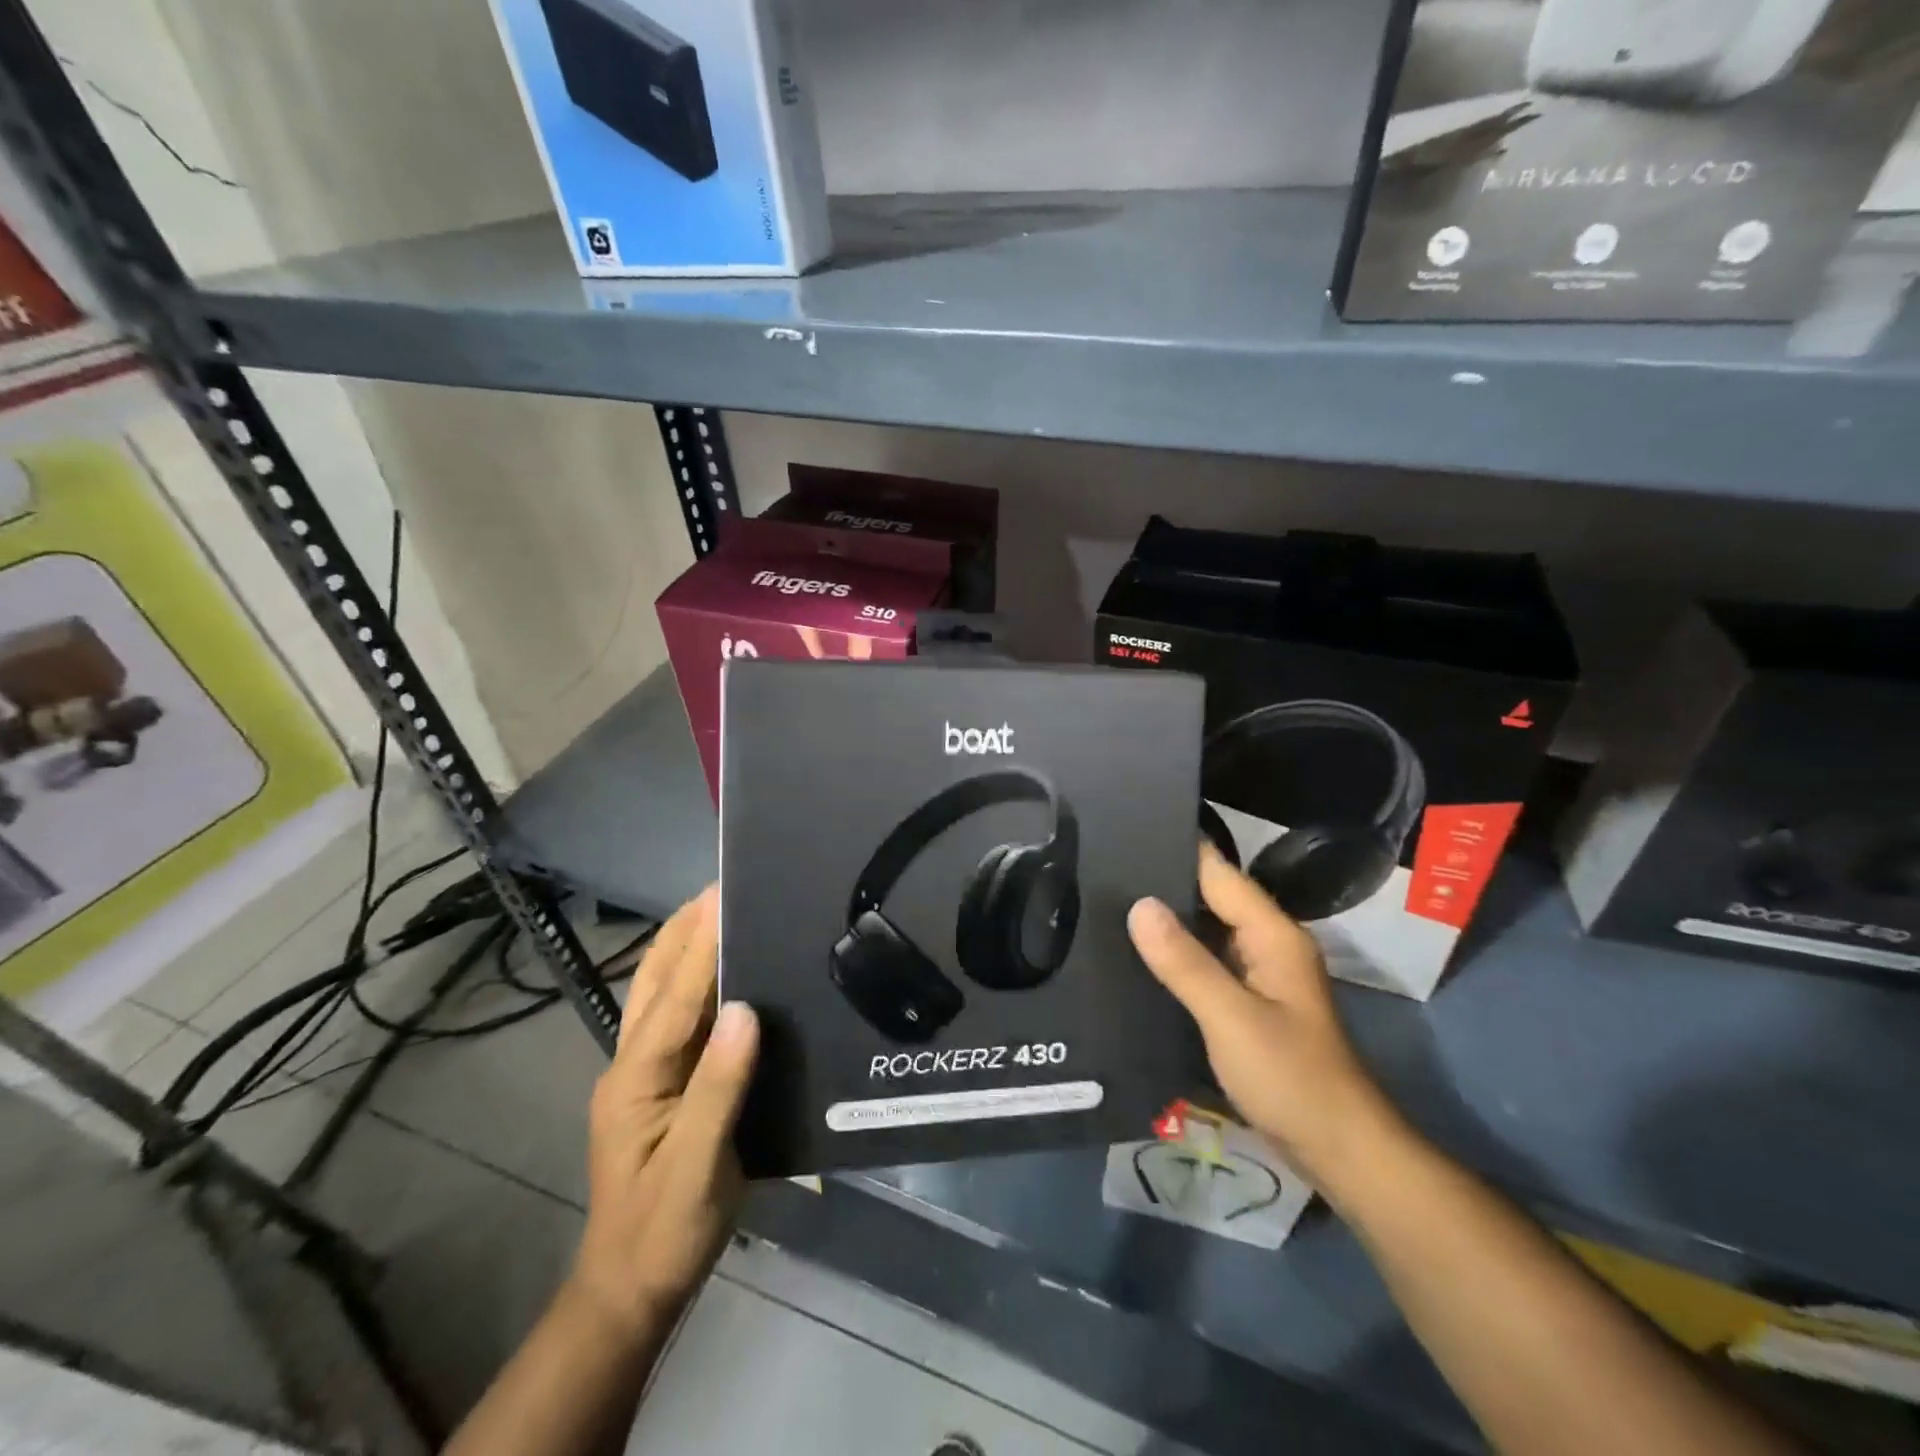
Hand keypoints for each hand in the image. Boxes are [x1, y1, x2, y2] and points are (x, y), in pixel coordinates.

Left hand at [568, 886, 758, 1339]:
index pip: (674, 997)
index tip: (724, 893)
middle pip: (655, 979)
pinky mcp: (662, 1081)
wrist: (633, 1286)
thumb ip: (720, 1086)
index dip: (702, 943)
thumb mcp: (698, 1165)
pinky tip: (722, 968)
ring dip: (685, 945)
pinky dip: (694, 978)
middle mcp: (632, 1062)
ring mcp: (643, 1071)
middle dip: (683, 928)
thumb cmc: (665, 1228)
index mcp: (637, 1078)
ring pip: (659, 991)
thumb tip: (746, 1009)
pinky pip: (677, 1014)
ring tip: (720, 908)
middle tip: (724, 885)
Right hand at [1127, 846, 1404, 1200]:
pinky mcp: (1249, 1001)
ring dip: (1166, 921)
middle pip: (1210, 897)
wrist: (1339, 1149)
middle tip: (1099, 871)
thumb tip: (1138, 904)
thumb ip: (1184, 961)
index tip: (1122, 832)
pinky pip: (1206, 961)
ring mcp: (1259, 973)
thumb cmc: (1291, 1077)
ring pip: (1205, 930)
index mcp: (1271, 933)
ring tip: (1105, 904)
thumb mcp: (1231, 1017)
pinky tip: (1137, 956)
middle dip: (1161, 884)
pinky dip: (1176, 954)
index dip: (1174, 849)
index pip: (1217, 872)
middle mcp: (1267, 943)